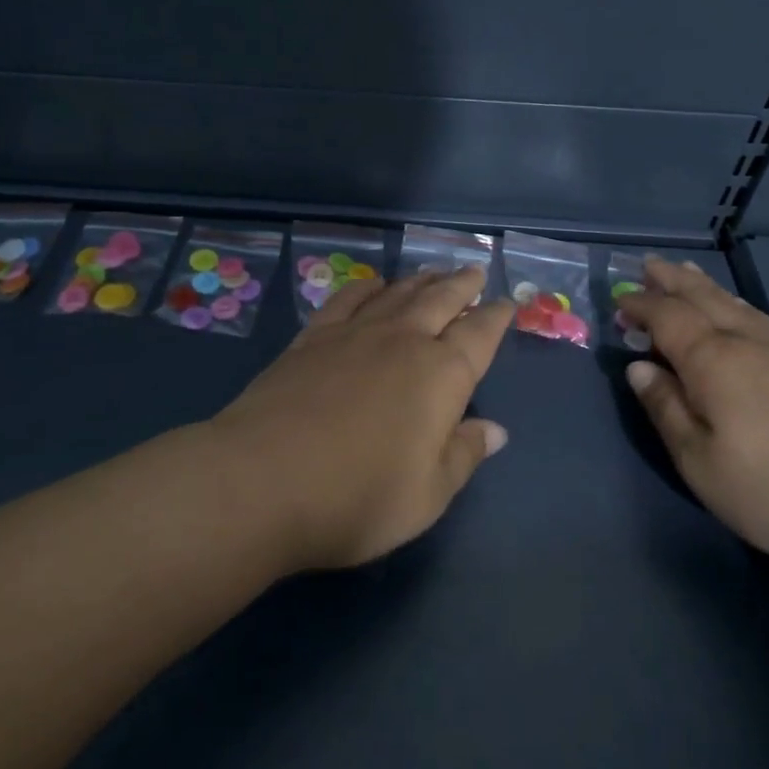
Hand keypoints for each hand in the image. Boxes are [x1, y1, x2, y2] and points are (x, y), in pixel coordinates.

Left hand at [210, 268, 514, 570]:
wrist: (261, 480)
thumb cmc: (357, 497)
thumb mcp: (427, 495)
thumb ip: (463, 455)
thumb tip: (496, 431)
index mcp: (442, 375)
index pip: (479, 335)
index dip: (496, 317)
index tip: (507, 303)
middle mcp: (403, 341)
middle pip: (441, 300)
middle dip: (462, 285)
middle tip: (475, 271)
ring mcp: (354, 333)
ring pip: (398, 293)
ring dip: (421, 280)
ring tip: (433, 272)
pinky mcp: (312, 338)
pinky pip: (348, 299)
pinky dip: (367, 287)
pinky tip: (373, 285)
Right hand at [616, 258, 768, 575]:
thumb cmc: (764, 489)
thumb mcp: (696, 459)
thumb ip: (665, 407)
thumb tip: (639, 367)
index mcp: (712, 360)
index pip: (668, 317)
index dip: (641, 305)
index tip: (618, 302)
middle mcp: (745, 342)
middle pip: (703, 298)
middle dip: (672, 280)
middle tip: (648, 265)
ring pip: (734, 303)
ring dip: (704, 285)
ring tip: (686, 272)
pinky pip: (759, 317)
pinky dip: (736, 303)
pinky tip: (736, 308)